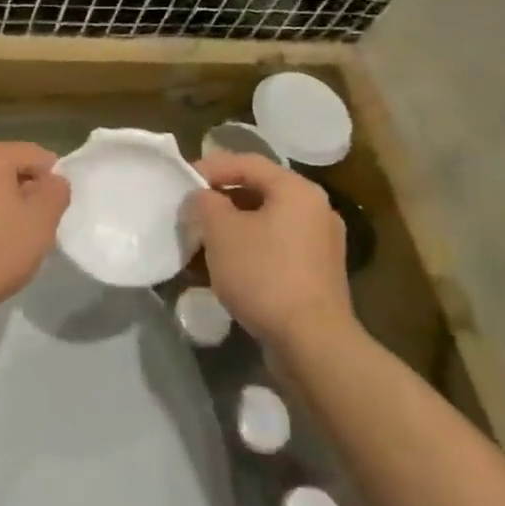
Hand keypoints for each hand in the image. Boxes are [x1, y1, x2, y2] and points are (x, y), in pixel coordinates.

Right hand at [187, 152, 353, 348]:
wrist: (312, 342)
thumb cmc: (264, 275)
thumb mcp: (221, 232)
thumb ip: (205, 204)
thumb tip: (201, 198)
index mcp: (297, 190)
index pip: (247, 162)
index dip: (211, 167)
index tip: (182, 182)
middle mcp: (316, 209)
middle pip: (259, 191)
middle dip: (221, 201)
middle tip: (191, 213)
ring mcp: (321, 243)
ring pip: (267, 222)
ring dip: (233, 228)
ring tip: (202, 243)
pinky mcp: (319, 274)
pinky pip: (277, 248)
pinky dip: (251, 250)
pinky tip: (227, 269)